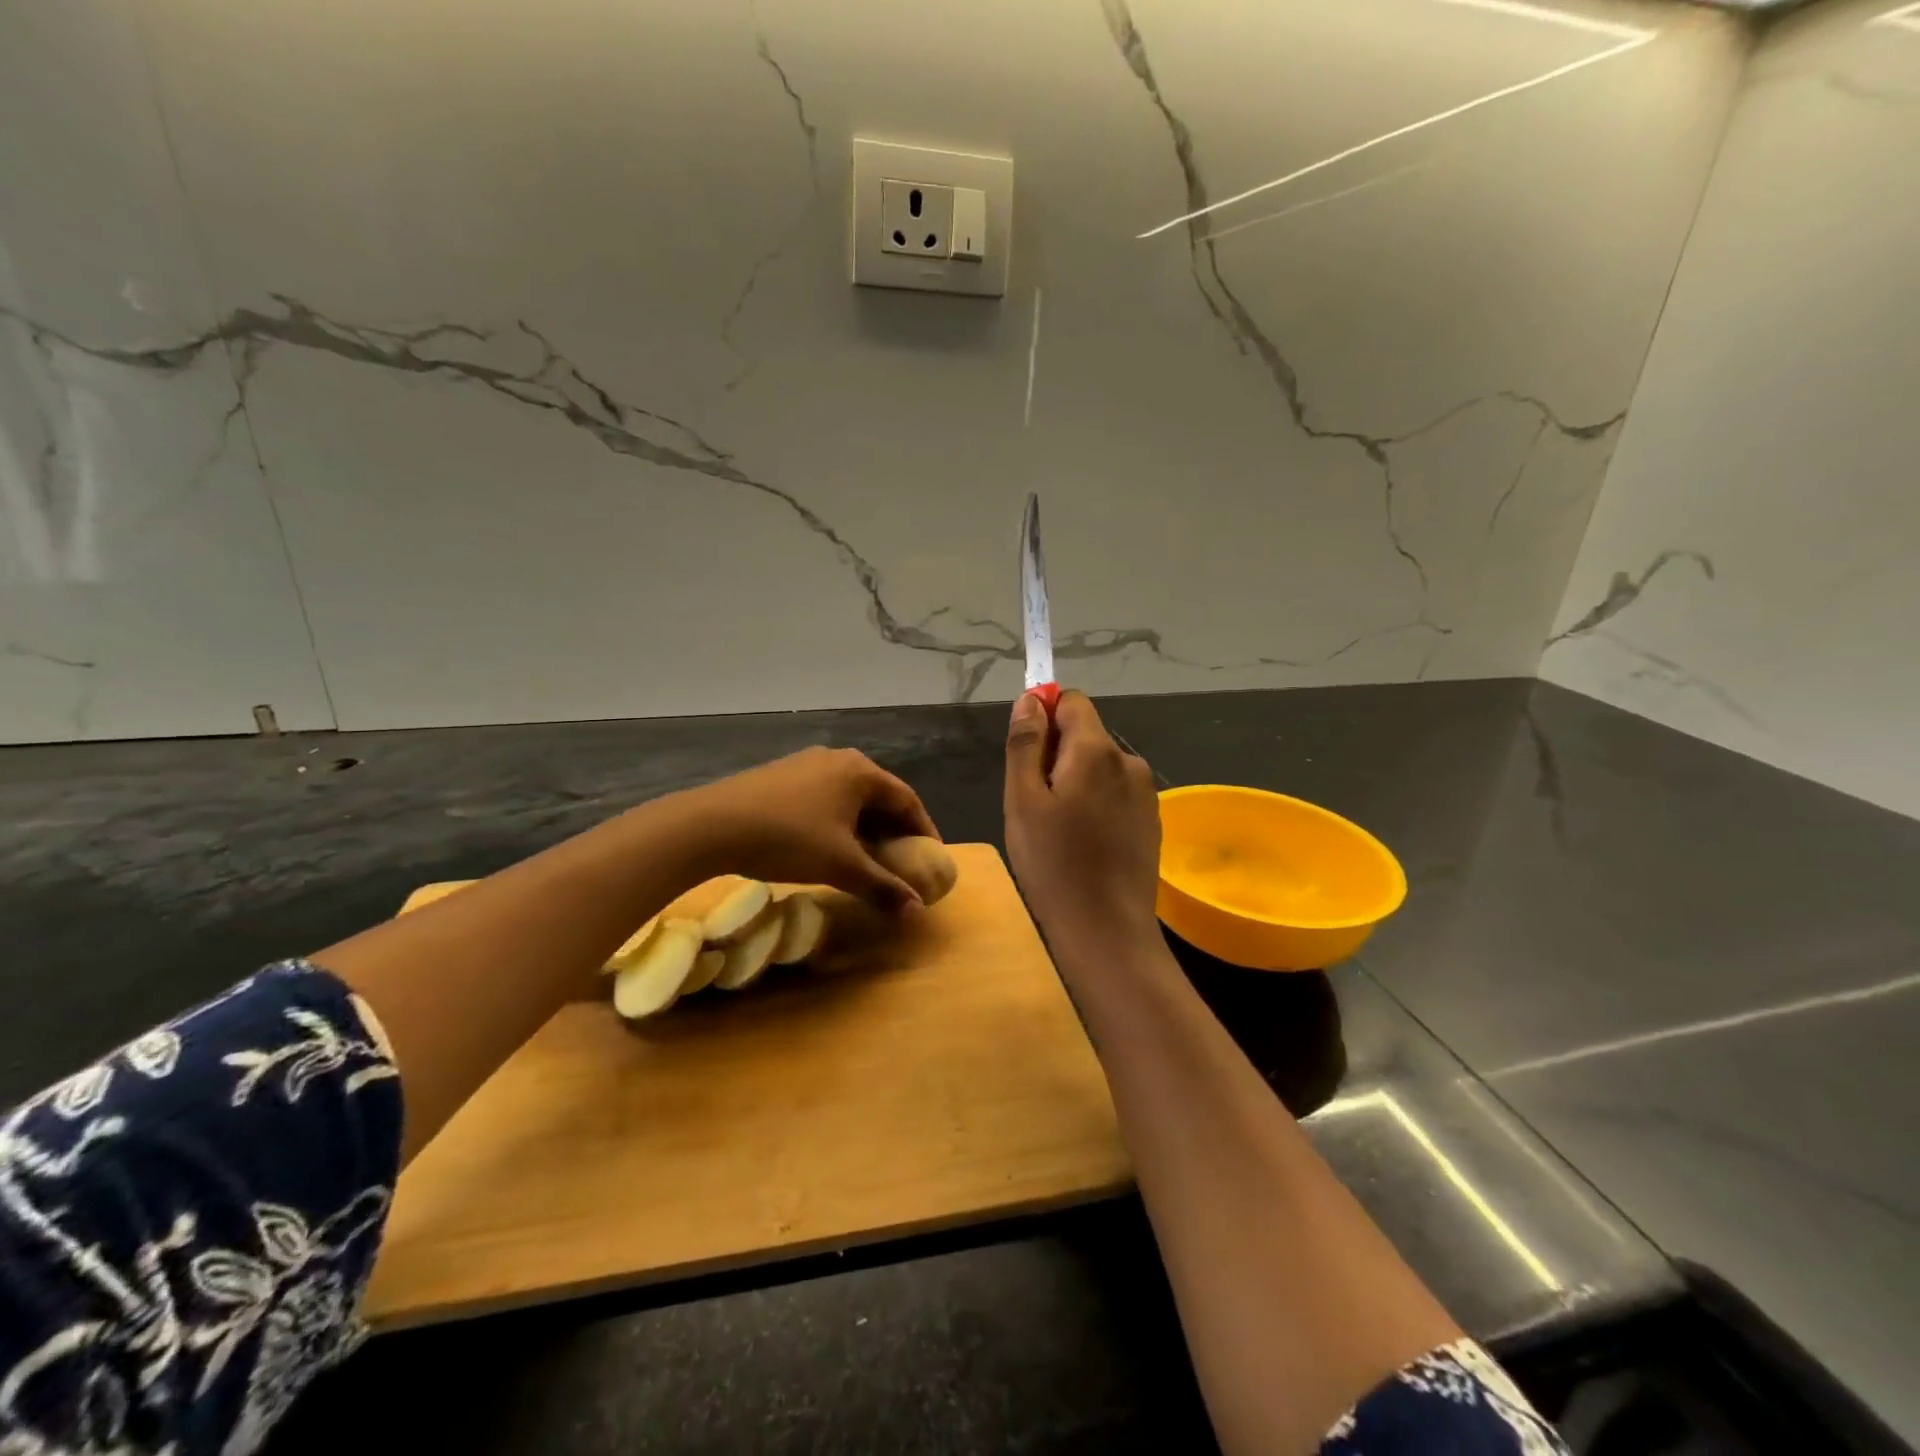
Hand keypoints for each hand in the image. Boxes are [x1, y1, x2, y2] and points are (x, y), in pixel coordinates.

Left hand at [682, 746, 940, 908]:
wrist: (711, 825)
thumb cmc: (788, 838)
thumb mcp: (841, 866)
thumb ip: (882, 887)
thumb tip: (916, 911)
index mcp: (861, 772)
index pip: (907, 800)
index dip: (923, 831)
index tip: (930, 859)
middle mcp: (838, 759)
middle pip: (879, 796)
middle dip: (893, 831)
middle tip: (900, 861)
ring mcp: (806, 763)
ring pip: (849, 798)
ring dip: (863, 828)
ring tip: (865, 858)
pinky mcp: (780, 775)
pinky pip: (823, 797)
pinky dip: (837, 822)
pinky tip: (826, 846)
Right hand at [1004, 690, 1161, 950]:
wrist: (1107, 930)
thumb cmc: (1053, 864)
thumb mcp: (1023, 800)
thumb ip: (1026, 743)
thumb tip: (1031, 698)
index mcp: (1096, 750)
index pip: (1072, 701)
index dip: (1045, 715)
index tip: (1026, 754)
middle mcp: (1129, 761)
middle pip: (1086, 734)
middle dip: (1057, 754)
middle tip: (1035, 803)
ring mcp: (1145, 791)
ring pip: (1100, 766)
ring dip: (1076, 780)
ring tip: (1059, 829)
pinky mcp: (1151, 819)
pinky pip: (1116, 792)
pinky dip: (1096, 803)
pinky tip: (1085, 843)